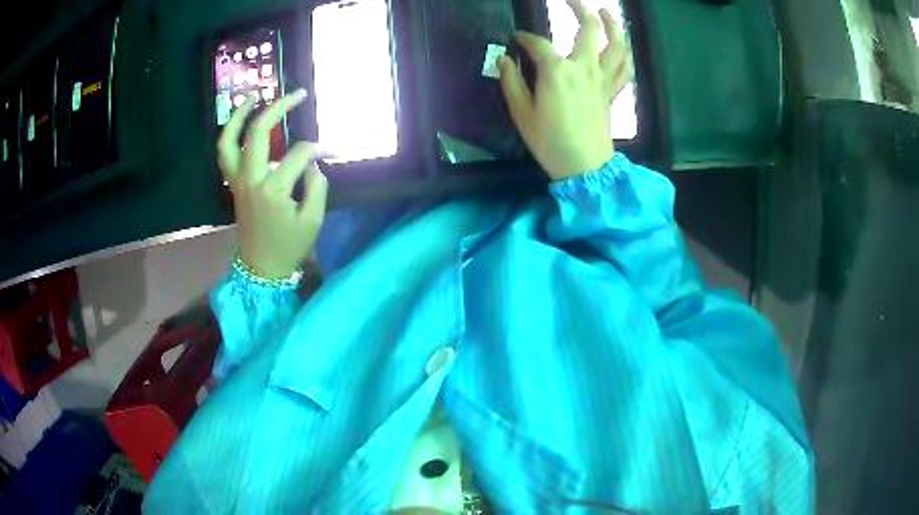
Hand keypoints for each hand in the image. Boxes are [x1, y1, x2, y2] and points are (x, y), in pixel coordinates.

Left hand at [217, 89, 328, 278]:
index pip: (299, 154)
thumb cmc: (288, 246)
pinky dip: (230, 134)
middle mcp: (250, 179)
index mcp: (273, 189)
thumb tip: (311, 163)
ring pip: (230, 140)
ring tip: (254, 94)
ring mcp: (237, 180)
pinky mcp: (233, 184)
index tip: (333, 153)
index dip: (319, 149)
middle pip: (259, 132)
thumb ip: (316, 185)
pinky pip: (225, 153)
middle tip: (298, 94)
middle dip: (279, 107)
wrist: (260, 268)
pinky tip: (242, 121)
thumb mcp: (313, 220)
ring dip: (240, 114)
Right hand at [498, 0, 632, 180]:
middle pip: (589, 29)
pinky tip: (621, 46)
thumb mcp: (521, 113)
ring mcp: (602, 79)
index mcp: (557, 71)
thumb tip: (503, 59)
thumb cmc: (550, 142)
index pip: (538, 44)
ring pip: (616, 45)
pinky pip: (624, 68)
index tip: (516, 40)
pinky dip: (625, 54)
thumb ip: (510, 81)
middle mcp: (584, 67)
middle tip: (570, 0)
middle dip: (580, 9)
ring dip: (612, 25)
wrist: (585, 167)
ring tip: (606, 13)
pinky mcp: (612, 92)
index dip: (524, 38)